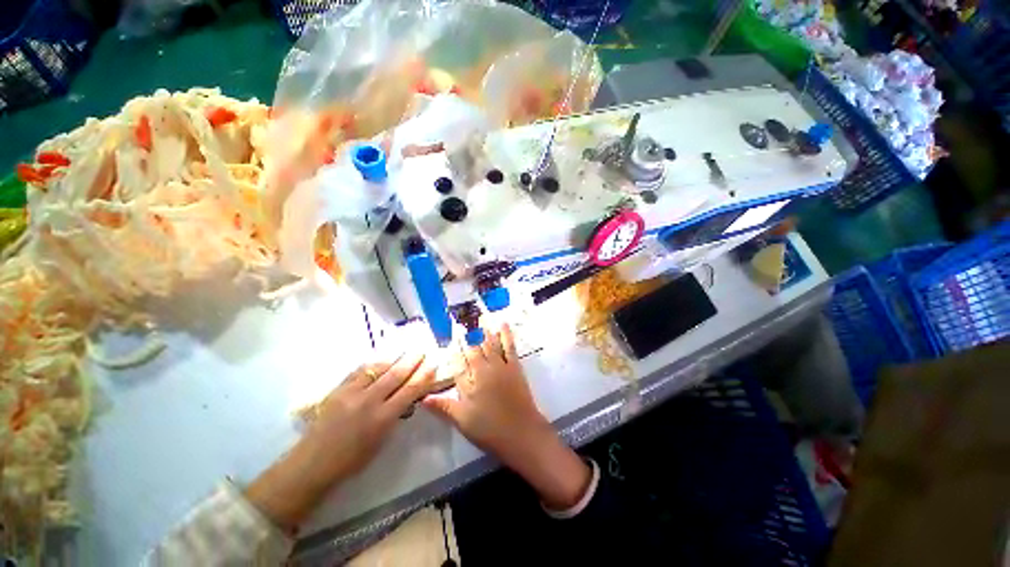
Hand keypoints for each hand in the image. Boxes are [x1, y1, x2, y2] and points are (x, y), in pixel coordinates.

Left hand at [247, 353, 434, 530]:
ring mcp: (351, 393)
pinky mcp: (338, 389)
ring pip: (378, 369)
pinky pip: (360, 371)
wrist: (312, 463)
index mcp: (382, 418)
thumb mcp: (381, 440)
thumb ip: (395, 416)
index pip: (409, 391)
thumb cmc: (352, 460)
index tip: (432, 365)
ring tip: (404, 351)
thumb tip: (407, 397)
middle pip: (396, 375)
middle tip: (421, 351)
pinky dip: (374, 364)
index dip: (423, 377)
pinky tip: (381, 361)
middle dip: (412, 361)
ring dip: (394, 359)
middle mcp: (369, 401)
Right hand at [423, 325, 591, 509]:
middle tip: (461, 323)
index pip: (457, 362)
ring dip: (484, 331)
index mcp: (469, 383)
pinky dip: (505, 334)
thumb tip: (422, 398)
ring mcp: (500, 366)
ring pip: (489, 344)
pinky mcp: (514, 366)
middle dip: (467, 337)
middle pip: (473, 350)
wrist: (521, 433)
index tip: (449, 338)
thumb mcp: (463, 421)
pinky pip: (509, 346)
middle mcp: (483, 370)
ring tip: (480, 317)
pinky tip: (503, 324)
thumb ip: (443, 407)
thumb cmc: (490, 430)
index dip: (453, 350)